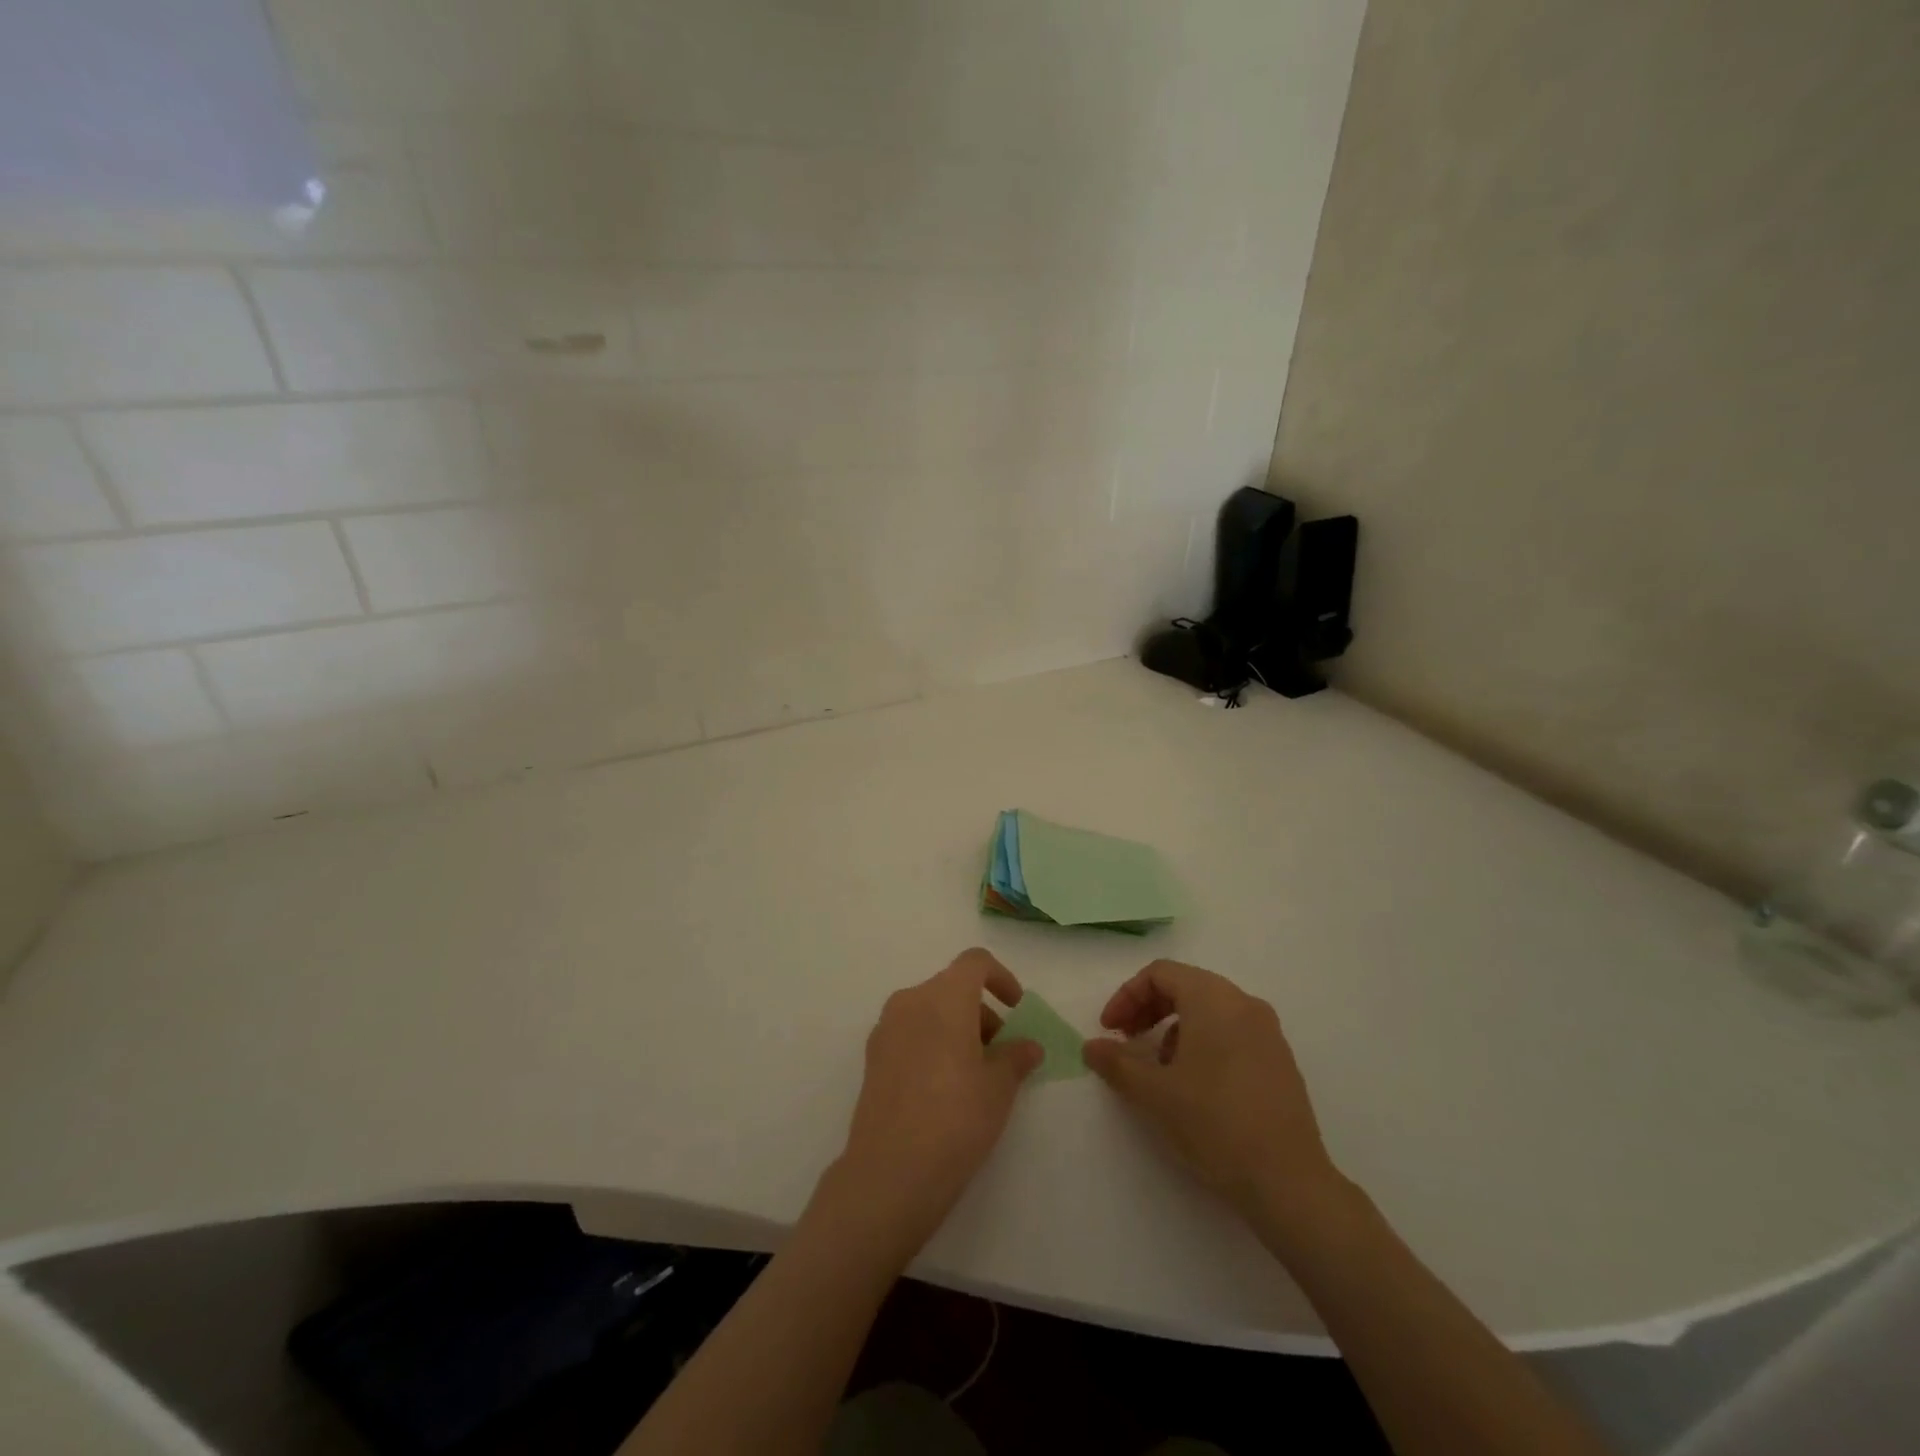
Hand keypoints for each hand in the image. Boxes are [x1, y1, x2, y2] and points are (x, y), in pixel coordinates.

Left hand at [830, 948, 1042, 1256]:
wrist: (890, 1172)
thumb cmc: (956, 1119)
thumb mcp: (999, 1088)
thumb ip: (1015, 1057)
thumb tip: (1028, 1046)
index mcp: (943, 997)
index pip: (974, 963)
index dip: (1001, 977)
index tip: (1016, 1010)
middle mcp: (910, 1001)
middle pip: (951, 988)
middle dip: (981, 1011)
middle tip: (1000, 1054)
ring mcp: (886, 1028)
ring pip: (929, 1011)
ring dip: (957, 1028)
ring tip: (975, 1076)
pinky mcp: (872, 1057)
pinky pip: (910, 1033)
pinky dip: (932, 1043)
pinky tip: (943, 1088)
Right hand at [1083, 960, 1342, 1222]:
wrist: (1288, 1183)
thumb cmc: (1214, 1124)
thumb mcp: (1154, 1093)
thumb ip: (1117, 1062)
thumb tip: (1091, 1047)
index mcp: (1214, 999)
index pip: (1161, 974)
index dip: (1127, 996)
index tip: (1110, 1030)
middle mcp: (1244, 1004)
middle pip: (1186, 986)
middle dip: (1149, 1009)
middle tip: (1126, 1041)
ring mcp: (1268, 1032)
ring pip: (1209, 1010)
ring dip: (1174, 1028)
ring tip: (1159, 1069)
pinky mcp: (1280, 1061)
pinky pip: (1232, 1032)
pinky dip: (1203, 1042)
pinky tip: (1194, 1085)